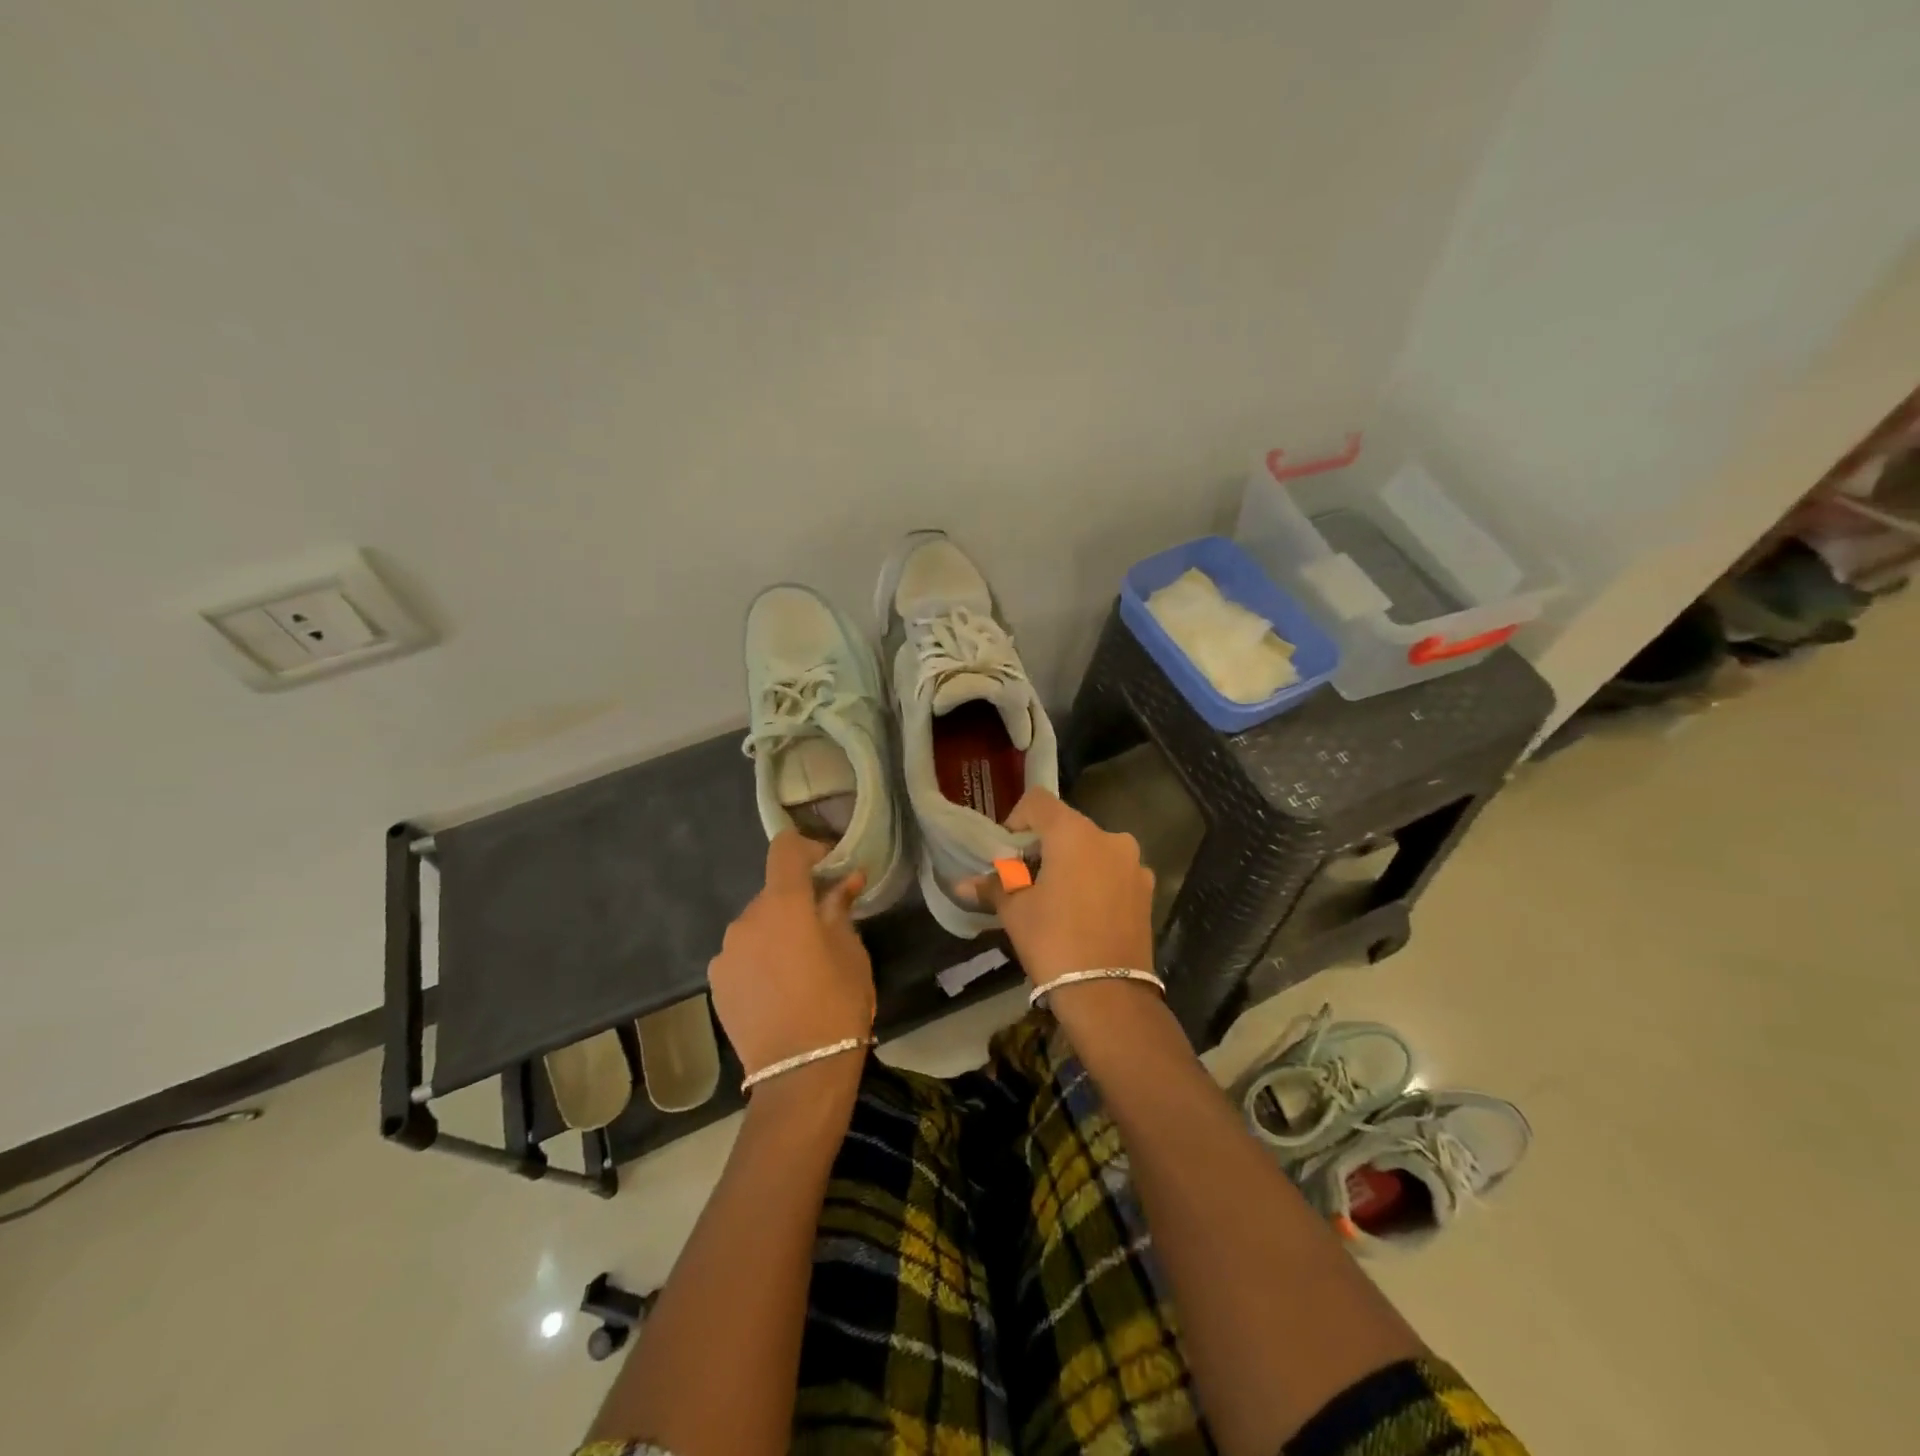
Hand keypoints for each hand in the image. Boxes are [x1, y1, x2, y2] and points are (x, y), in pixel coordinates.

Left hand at [708, 833, 874, 1079]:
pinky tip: (778, 987)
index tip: (829, 867)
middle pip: (772, 892)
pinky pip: (742, 954)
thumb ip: (840, 908)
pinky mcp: (715, 983)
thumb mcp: (851, 952)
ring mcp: (725, 952)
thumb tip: (846, 879)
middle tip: (824, 926)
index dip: (808, 848)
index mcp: (783, 904)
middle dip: (798, 900)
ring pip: (756, 925)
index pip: (785, 849)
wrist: (799, 1074)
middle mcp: (746, 919)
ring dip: (777, 931)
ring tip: (800, 965)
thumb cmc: (837, 1003)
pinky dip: (759, 957)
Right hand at [961, 788, 1156, 991]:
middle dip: (1043, 846)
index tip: (1008, 853)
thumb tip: (961, 883)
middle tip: (1025, 880)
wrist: (1108, 994)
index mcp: (1074, 833)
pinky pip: (1113, 872)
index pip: (1038, 802)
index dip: (1017, 820)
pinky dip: (1095, 881)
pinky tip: (1083, 914)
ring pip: (1092, 850)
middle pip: (1067, 826)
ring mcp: (1133, 864)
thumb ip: (993, 886)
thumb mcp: (1015, 911)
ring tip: (1055, 900)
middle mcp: (1110, 837)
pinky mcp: (1147, 890)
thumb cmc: (1053, 941)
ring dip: (1071, 864)